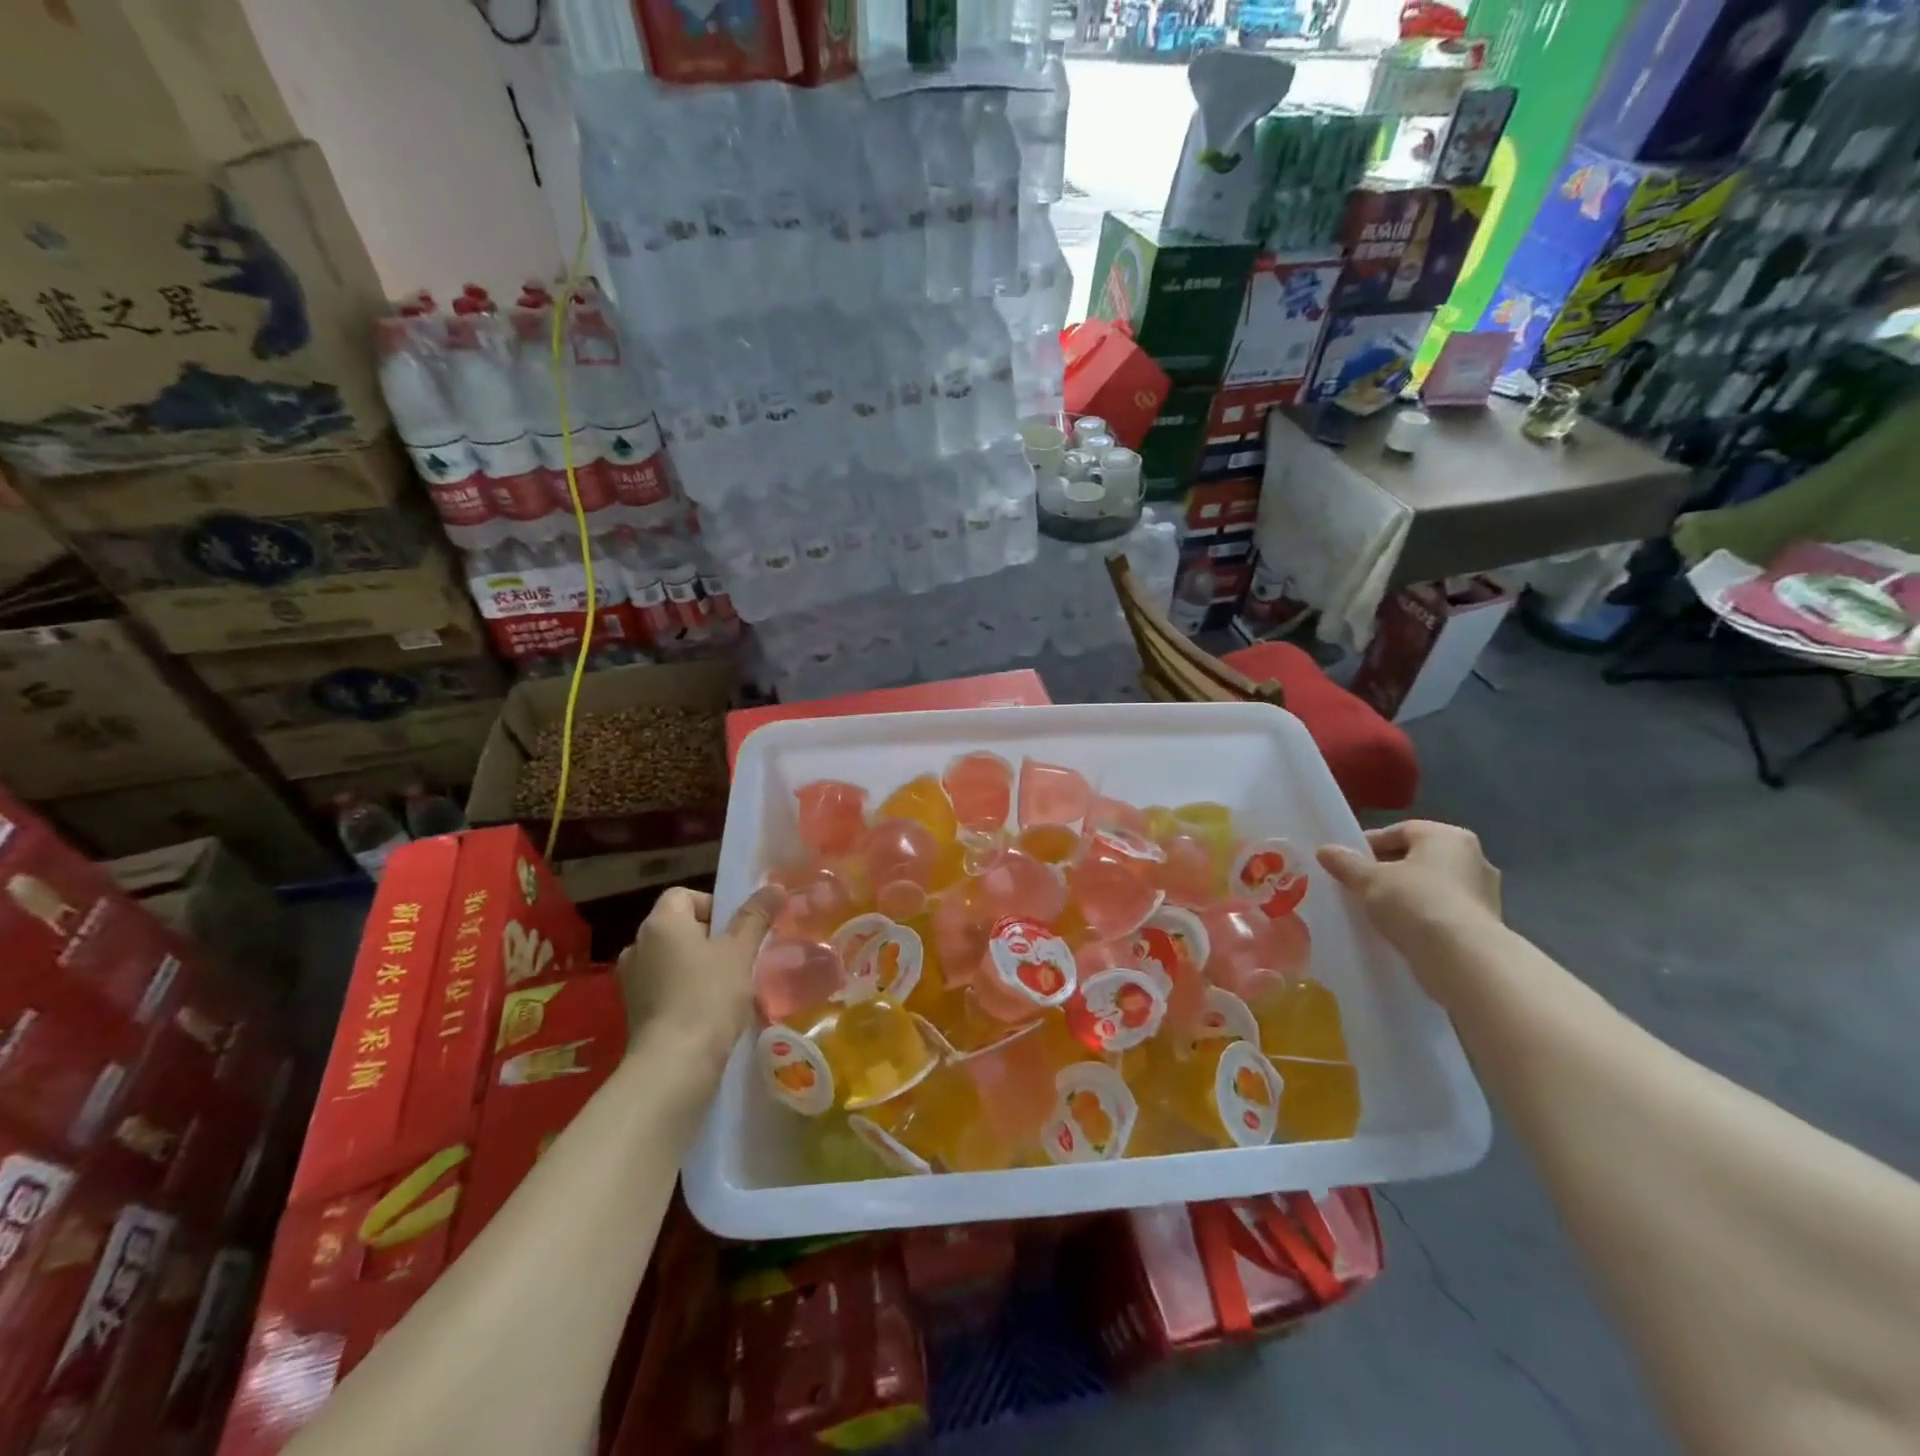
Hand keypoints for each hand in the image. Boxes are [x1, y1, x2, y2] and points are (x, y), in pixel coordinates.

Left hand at [615, 885, 782, 1064]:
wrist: (674, 1064)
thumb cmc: (709, 996)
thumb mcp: (740, 952)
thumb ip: (756, 917)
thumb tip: (776, 887)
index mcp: (661, 923)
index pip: (683, 895)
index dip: (713, 905)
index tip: (736, 930)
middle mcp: (638, 944)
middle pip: (677, 926)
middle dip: (708, 937)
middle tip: (738, 957)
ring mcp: (631, 980)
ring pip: (671, 958)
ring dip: (695, 965)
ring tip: (726, 986)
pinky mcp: (633, 1011)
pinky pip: (662, 986)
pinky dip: (683, 990)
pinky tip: (707, 1010)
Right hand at [1317, 820, 1501, 963]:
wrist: (1464, 959)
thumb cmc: (1416, 903)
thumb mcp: (1370, 880)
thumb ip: (1346, 863)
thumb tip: (1325, 850)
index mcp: (1448, 836)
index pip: (1400, 831)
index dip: (1368, 845)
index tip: (1345, 862)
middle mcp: (1473, 858)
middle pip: (1417, 858)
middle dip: (1387, 870)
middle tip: (1358, 886)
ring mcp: (1484, 893)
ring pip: (1431, 886)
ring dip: (1405, 895)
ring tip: (1375, 911)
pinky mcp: (1485, 925)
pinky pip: (1442, 912)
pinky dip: (1422, 916)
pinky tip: (1399, 930)